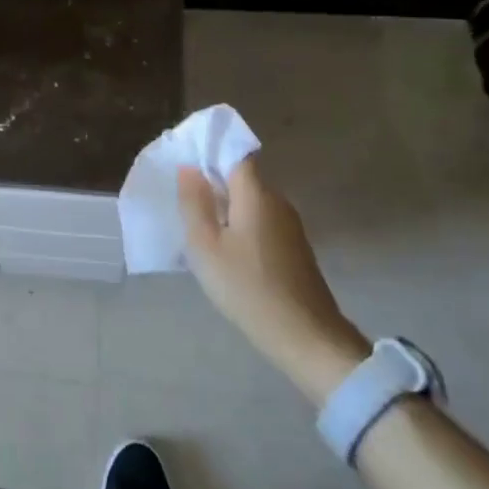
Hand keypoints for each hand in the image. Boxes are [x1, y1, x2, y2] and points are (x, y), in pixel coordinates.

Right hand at [178, 156, 369, 403]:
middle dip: (213, 181)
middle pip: (241, 177)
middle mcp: (277, 201)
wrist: (306, 337)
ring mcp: (289, 225)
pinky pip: (260, 221)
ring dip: (226, 206)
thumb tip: (190, 169)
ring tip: (198, 224)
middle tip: (182, 198)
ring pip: (250, 201)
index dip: (209, 152)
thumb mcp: (206, 246)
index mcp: (256, 194)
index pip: (234, 153)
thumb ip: (194, 203)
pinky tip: (225, 248)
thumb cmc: (248, 288)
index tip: (184, 163)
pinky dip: (240, 225)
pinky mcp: (293, 247)